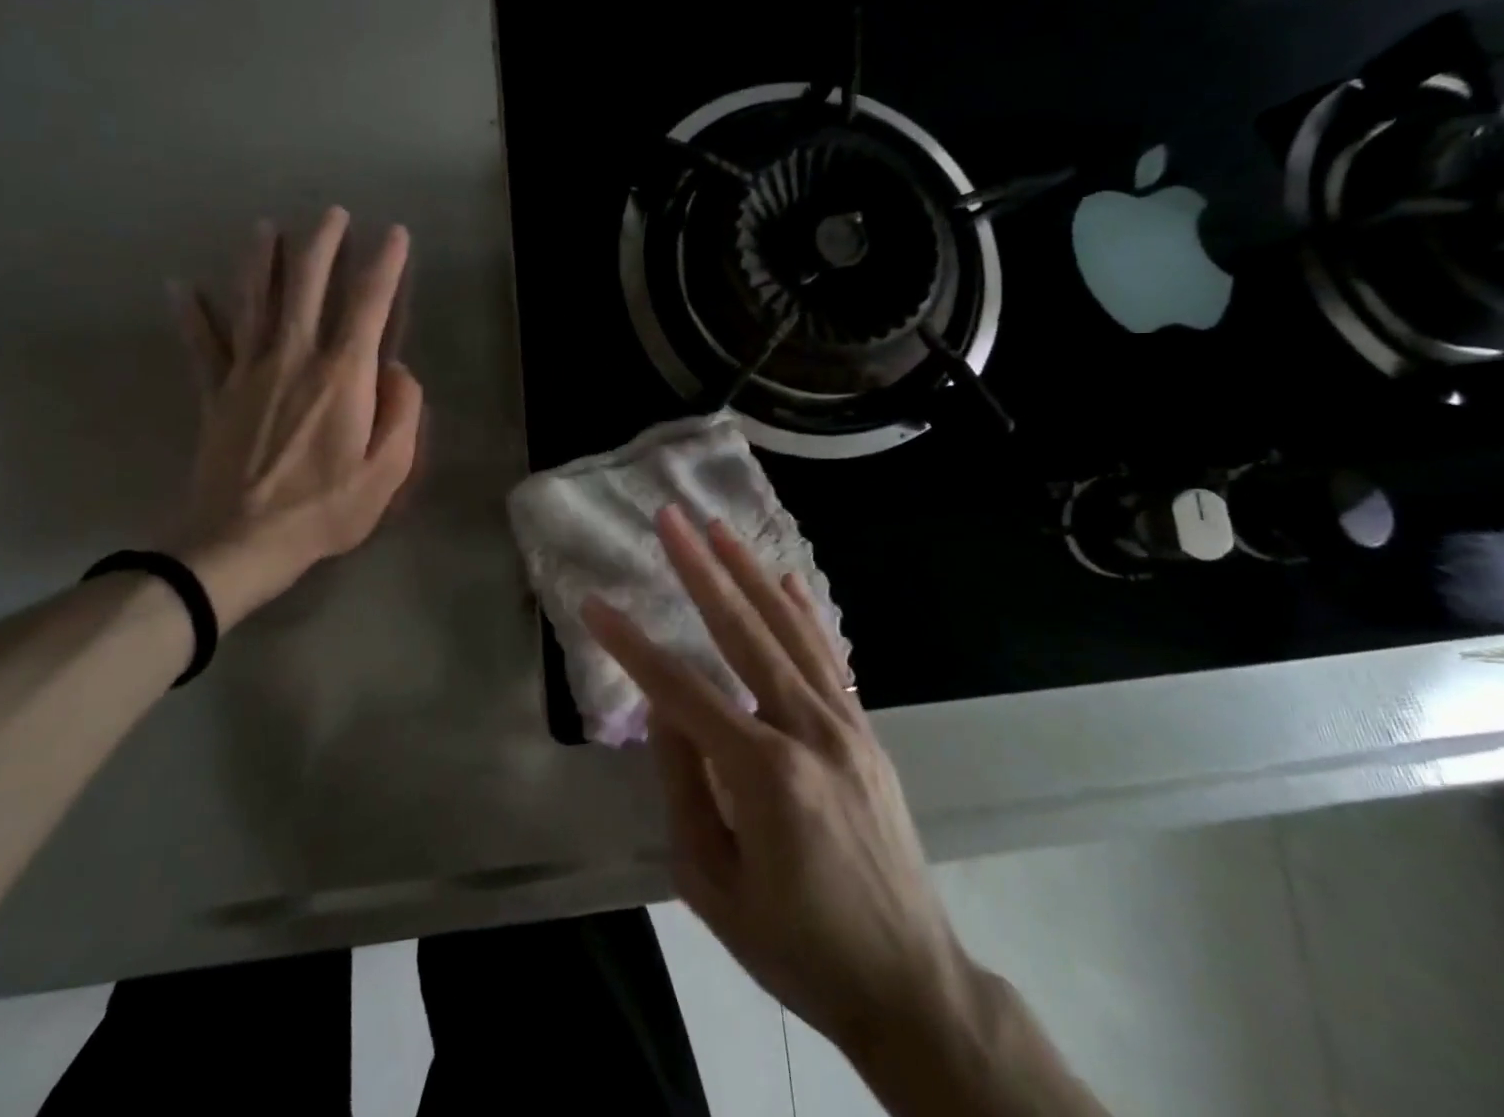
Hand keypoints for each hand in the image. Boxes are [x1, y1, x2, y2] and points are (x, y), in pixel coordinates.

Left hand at [166, 207, 422, 626]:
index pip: (369, 305)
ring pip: (256, 301)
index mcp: (343, 376)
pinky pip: (203, 344)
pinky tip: (181, 285)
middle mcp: (295, 358)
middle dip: (322, 244)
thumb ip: (402, 413)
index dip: (385, 265)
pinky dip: (192, 313)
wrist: (241, 542)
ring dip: (263, 261)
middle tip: (331, 213)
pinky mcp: (217, 394)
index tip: (395, 234)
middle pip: (308, 286)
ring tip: (267, 228)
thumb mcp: (388, 470)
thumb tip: (397, 370)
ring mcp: (249, 372)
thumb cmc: (325, 509)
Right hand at [583, 507, 967, 1056]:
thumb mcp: (711, 882)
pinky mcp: (863, 730)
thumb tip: (663, 709)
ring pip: (789, 630)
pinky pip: (828, 656)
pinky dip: (804, 611)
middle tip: (670, 519)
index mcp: (764, 774)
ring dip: (749, 573)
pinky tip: (784, 577)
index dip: (632, 646)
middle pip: (743, 632)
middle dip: (699, 570)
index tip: (595, 603)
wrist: (907, 983)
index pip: (682, 690)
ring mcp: (844, 724)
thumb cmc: (795, 944)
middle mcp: (809, 731)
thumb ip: (683, 784)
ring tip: (717, 529)